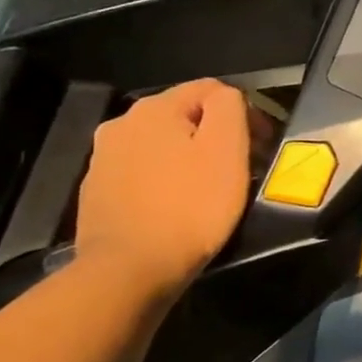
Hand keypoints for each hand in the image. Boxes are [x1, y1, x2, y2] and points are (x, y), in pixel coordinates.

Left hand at [73, 79, 252, 295]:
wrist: (129, 272)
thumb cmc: (190, 206)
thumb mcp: (227, 148)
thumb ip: (230, 106)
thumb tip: (227, 97)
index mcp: (154, 108)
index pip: (213, 89)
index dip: (247, 112)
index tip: (263, 146)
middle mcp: (121, 124)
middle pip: (186, 115)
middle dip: (218, 134)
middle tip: (243, 166)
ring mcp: (103, 159)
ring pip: (164, 144)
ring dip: (192, 156)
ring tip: (213, 187)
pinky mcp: (97, 192)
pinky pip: (145, 172)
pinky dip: (168, 180)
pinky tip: (180, 205)